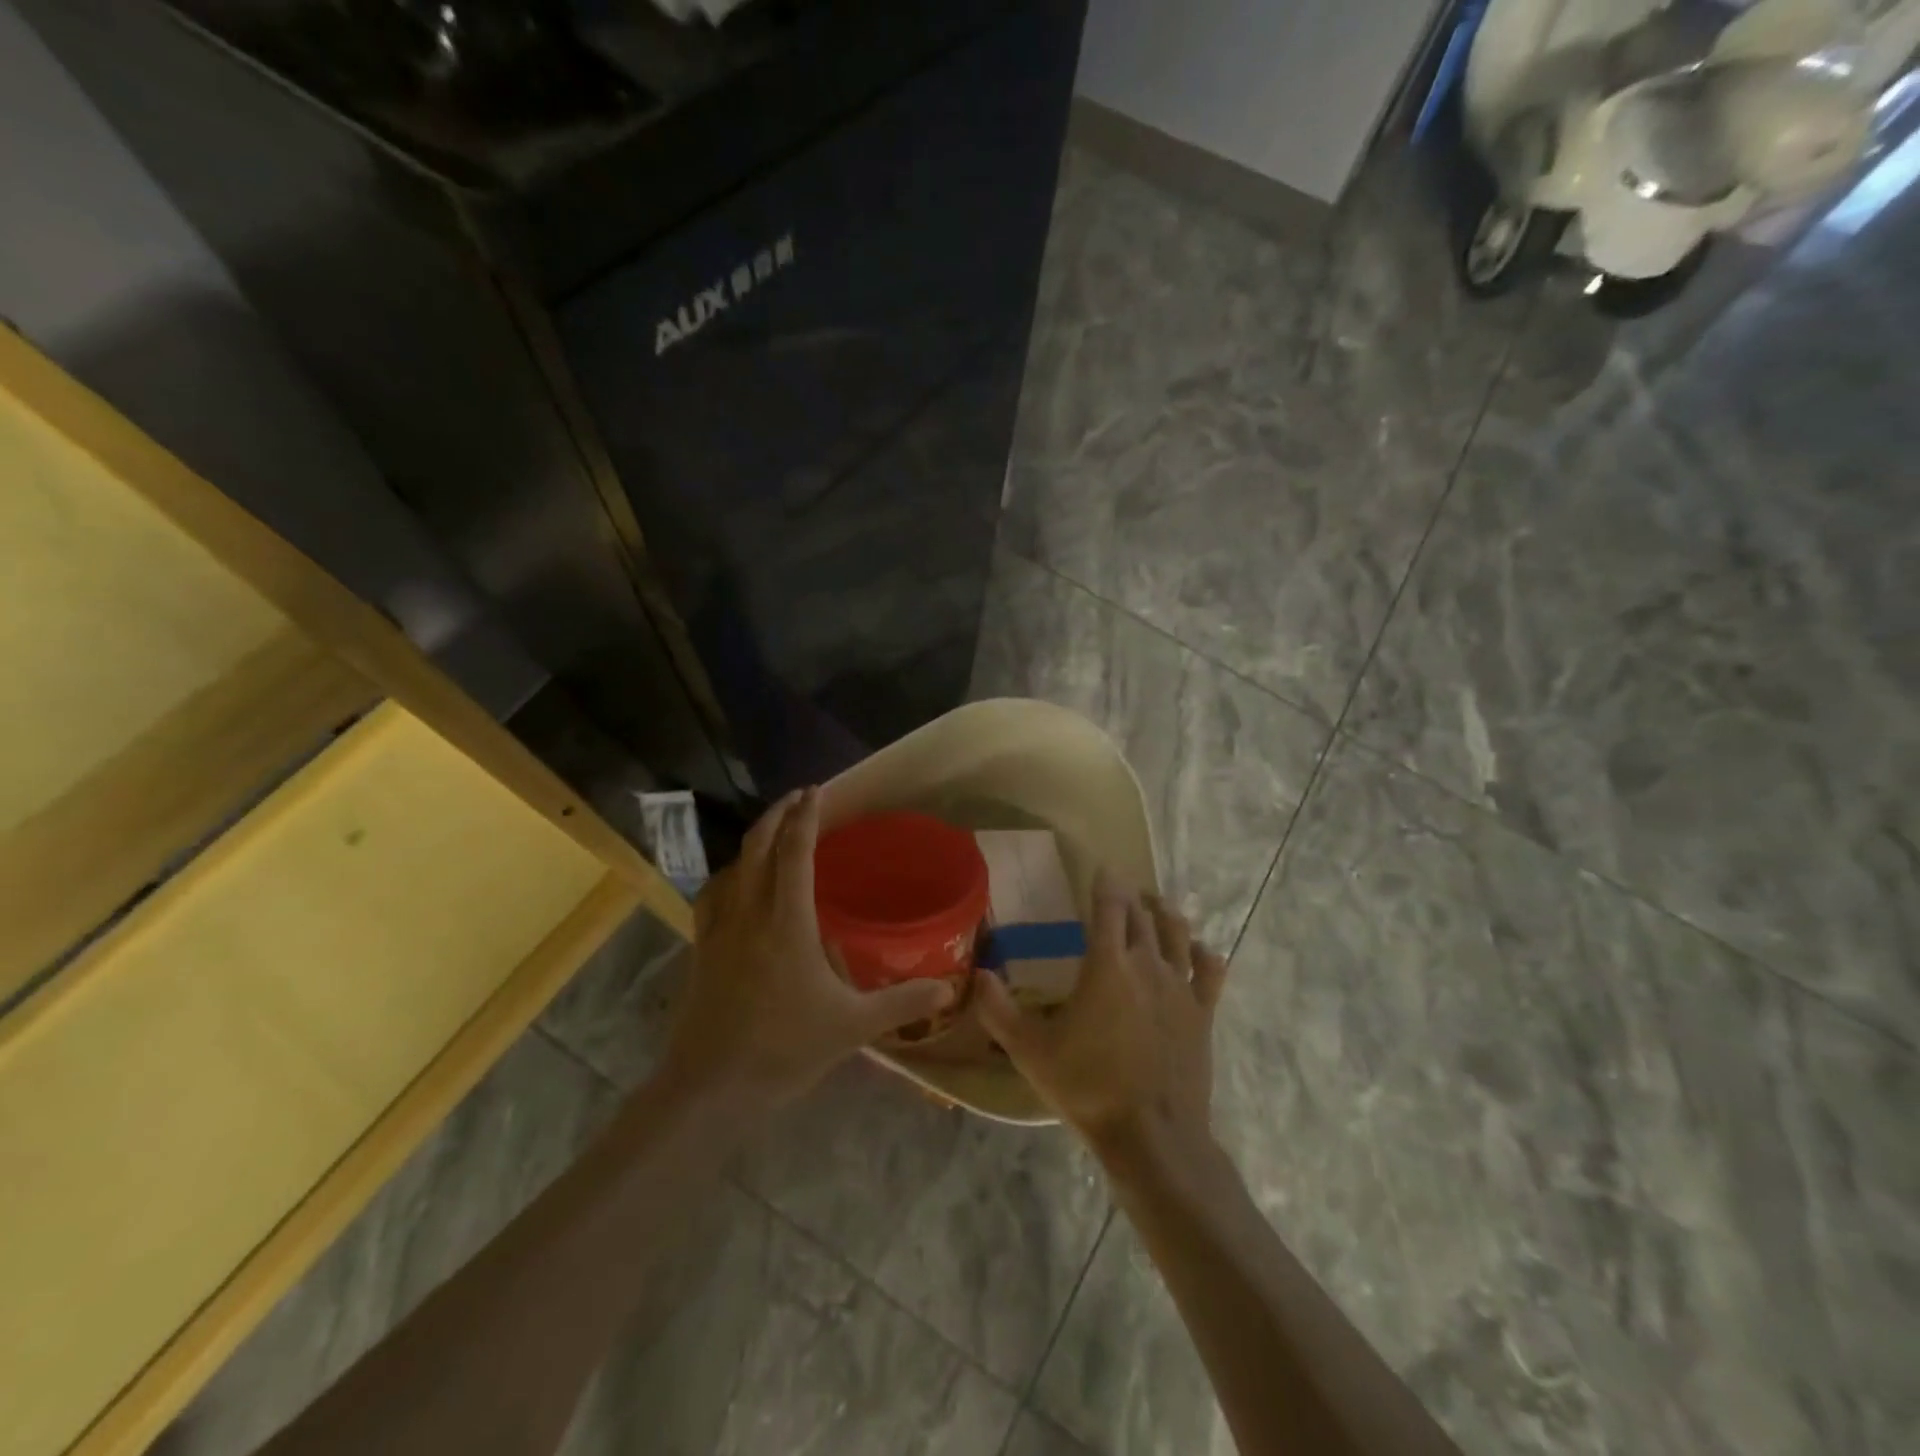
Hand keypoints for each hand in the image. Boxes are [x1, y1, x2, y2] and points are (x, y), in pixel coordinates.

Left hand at [660, 788, 955, 1114]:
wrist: (710, 1088)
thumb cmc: (784, 1050)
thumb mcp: (853, 1026)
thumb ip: (902, 1002)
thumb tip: (950, 988)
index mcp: (787, 921)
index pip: (795, 852)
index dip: (806, 816)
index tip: (816, 790)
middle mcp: (749, 913)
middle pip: (758, 845)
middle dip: (778, 814)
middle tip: (799, 798)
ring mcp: (719, 929)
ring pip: (733, 865)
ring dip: (754, 839)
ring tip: (774, 832)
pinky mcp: (702, 948)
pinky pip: (713, 894)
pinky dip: (729, 873)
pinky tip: (737, 883)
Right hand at [975, 874, 1227, 1171]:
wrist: (1152, 1136)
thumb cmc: (1087, 1087)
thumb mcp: (1030, 1051)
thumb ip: (998, 1010)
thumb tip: (978, 974)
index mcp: (1106, 965)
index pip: (1108, 907)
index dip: (1106, 883)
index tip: (1102, 869)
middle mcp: (1146, 964)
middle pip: (1140, 916)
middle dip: (1129, 897)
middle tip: (1120, 889)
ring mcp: (1179, 987)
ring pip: (1176, 933)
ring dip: (1164, 913)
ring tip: (1155, 904)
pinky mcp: (1202, 1013)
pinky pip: (1209, 971)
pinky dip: (1202, 953)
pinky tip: (1197, 949)